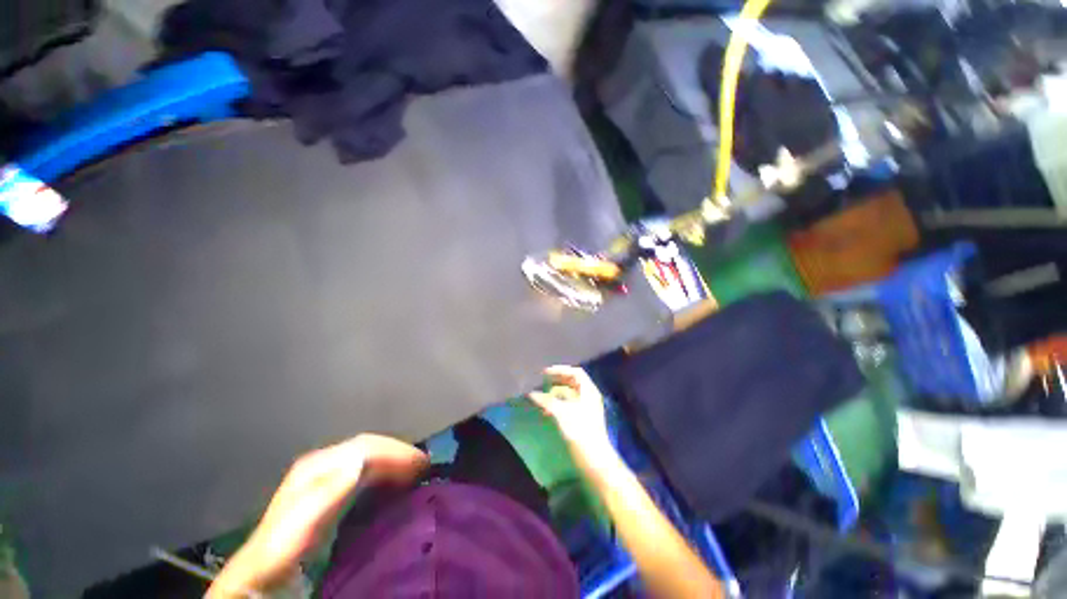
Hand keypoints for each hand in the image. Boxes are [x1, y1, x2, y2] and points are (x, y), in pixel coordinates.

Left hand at [208, 434, 427, 596]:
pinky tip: (395, 484)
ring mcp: (328, 475)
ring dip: (395, 462)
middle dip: (399, 454)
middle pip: (370, 448)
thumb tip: (361, 461)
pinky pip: (366, 472)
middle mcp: (325, 463)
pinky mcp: (331, 491)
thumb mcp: (299, 526)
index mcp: (319, 465)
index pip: (366, 447)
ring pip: (370, 458)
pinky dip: (385, 474)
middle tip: (426, 467)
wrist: (259, 575)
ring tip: (417, 473)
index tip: (422, 464)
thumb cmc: (280, 552)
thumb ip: (326, 495)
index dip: (396, 452)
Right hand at [529, 365, 610, 452]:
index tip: (545, 373)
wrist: (594, 460)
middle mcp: (589, 397)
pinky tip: (546, 409)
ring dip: (555, 393)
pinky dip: (556, 404)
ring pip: (569, 395)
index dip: (561, 370)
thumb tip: (531, 393)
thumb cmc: (580, 432)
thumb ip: (546, 401)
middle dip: (557, 381)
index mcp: (589, 391)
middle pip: (572, 383)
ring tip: (540, 396)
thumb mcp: (562, 413)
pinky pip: (567, 405)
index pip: (576, 373)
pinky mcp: (581, 420)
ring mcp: (586, 409)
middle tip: (541, 382)